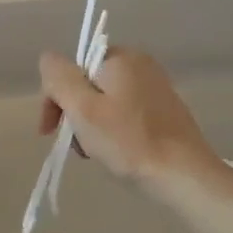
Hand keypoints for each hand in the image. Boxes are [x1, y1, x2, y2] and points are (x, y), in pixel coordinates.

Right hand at [36, 48, 219, 189]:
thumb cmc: (129, 142)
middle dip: (75, 115)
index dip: (55, 99)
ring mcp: (155, 87)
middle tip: (79, 147)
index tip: (50, 131)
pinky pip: (125, 113)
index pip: (70, 70)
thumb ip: (58, 78)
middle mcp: (140, 64)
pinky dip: (113, 130)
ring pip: (104, 101)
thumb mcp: (83, 108)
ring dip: (92, 126)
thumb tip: (48, 59)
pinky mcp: (165, 110)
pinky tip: (118, 152)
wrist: (185, 175)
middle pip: (87, 85)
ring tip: (97, 153)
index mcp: (120, 57)